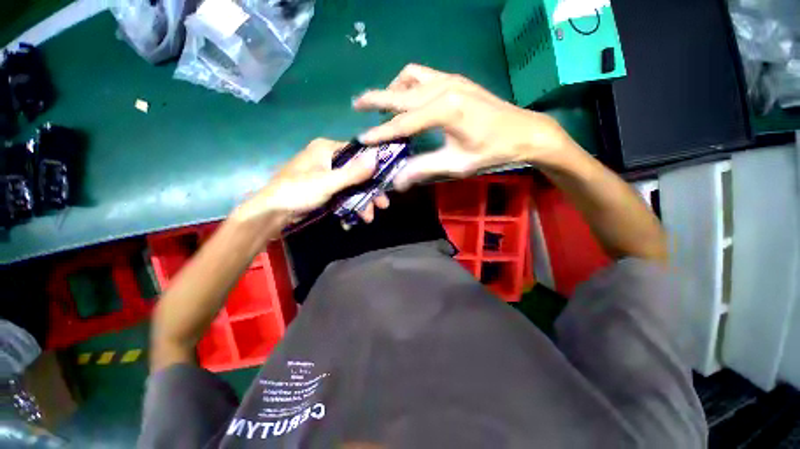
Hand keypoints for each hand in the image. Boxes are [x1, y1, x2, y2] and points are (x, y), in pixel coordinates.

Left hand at [233, 138, 388, 225]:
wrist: (271, 214)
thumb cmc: (297, 192)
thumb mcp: (327, 183)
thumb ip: (353, 172)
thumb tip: (378, 156)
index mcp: (327, 149)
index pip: (359, 152)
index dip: (375, 167)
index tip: (387, 182)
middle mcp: (328, 158)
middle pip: (358, 172)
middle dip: (370, 191)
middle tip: (382, 205)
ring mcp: (326, 175)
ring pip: (352, 185)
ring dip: (362, 202)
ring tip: (368, 218)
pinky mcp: (324, 189)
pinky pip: (343, 194)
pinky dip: (350, 205)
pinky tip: (355, 217)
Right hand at [353, 64, 578, 189]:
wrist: (523, 131)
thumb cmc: (491, 151)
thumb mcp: (456, 164)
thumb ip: (423, 169)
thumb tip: (398, 182)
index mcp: (444, 111)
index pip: (403, 124)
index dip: (381, 133)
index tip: (362, 139)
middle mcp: (443, 88)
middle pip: (400, 94)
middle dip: (376, 100)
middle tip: (357, 105)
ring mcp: (450, 80)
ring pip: (410, 78)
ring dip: (393, 90)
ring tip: (383, 105)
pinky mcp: (455, 80)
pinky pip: (423, 76)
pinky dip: (408, 85)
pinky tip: (408, 98)